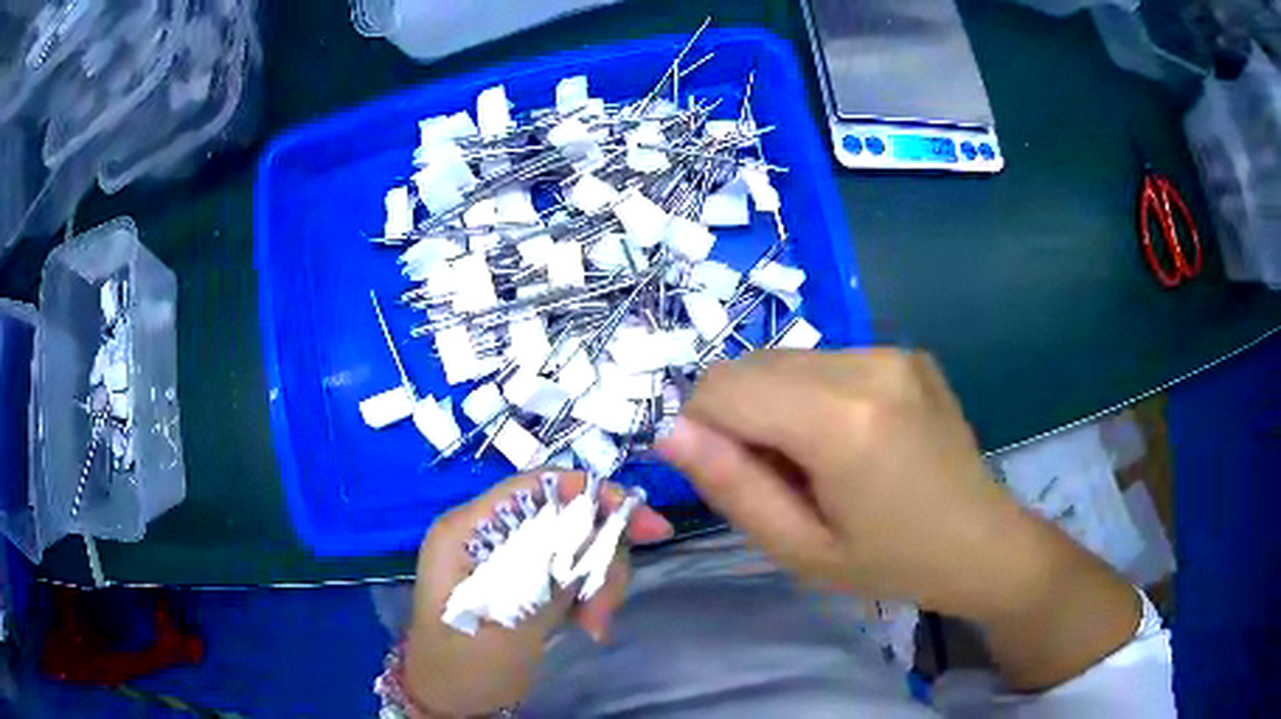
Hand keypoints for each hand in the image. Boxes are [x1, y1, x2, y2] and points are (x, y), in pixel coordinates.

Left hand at [404, 471, 672, 715]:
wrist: (451, 703)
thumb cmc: (464, 668)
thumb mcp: (507, 628)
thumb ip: (548, 579)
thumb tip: (597, 535)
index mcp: (469, 530)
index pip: (537, 488)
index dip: (595, 496)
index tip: (647, 527)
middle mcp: (488, 534)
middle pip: (565, 516)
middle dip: (600, 556)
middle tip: (607, 607)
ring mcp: (506, 558)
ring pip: (575, 545)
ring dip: (599, 582)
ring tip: (596, 626)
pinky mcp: (523, 581)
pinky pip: (571, 572)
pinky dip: (590, 596)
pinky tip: (591, 627)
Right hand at [656, 349, 1138, 688]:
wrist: (983, 543)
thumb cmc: (893, 564)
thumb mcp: (801, 550)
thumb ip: (731, 487)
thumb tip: (670, 431)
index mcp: (843, 420)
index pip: (722, 387)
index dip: (702, 427)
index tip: (731, 475)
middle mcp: (867, 364)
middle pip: (752, 364)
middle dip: (739, 415)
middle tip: (780, 476)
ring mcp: (892, 351)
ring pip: (786, 360)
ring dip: (777, 404)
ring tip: (819, 460)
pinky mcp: (907, 352)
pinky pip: (828, 361)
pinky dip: (814, 395)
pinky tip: (853, 439)